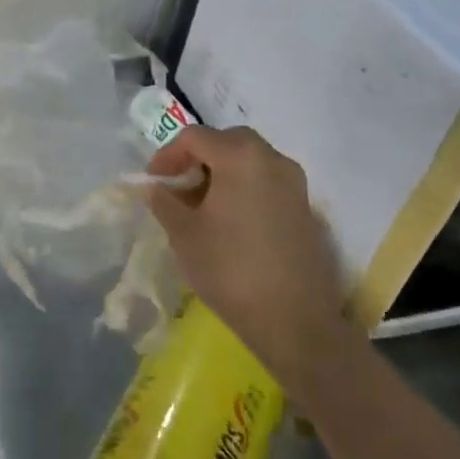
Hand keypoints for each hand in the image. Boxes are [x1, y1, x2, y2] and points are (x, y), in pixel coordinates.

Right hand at [145, 126, 350, 379]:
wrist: (295, 321)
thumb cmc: (230, 269)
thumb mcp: (183, 234)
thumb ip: (163, 201)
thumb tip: (153, 187)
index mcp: (240, 157)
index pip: (194, 137)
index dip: (167, 155)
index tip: (153, 182)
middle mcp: (272, 159)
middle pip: (227, 141)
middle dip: (198, 158)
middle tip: (178, 186)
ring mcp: (295, 184)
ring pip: (250, 161)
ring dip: (223, 172)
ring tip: (202, 205)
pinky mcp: (306, 209)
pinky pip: (268, 182)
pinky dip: (245, 188)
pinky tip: (231, 221)